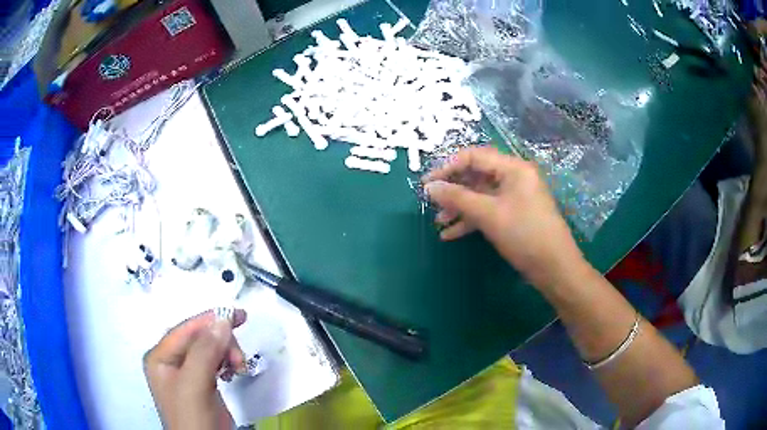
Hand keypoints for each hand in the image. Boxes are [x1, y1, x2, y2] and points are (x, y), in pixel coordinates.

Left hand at [144, 309, 246, 429]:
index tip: (237, 316)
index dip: (210, 320)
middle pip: (198, 338)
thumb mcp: (194, 385)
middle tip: (239, 358)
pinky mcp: (201, 384)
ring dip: (226, 353)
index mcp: (160, 357)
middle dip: (221, 343)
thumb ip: (204, 352)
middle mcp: (170, 362)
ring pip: (209, 349)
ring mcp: (186, 373)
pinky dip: (226, 362)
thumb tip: (222, 321)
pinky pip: (214, 363)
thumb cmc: (192, 418)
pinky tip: (232, 371)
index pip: (185, 330)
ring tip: (239, 367)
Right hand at [423, 146, 584, 288]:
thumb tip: (429, 187)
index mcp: (513, 168)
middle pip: (476, 176)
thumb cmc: (524, 235)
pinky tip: (451, 234)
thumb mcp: (489, 214)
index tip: (427, 183)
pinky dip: (471, 220)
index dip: (448, 167)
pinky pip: (488, 210)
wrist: (554, 267)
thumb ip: (457, 198)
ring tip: (439, 222)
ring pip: (480, 196)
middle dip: (453, 190)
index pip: (474, 157)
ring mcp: (514, 198)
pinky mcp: (514, 215)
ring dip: (459, 207)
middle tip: (431, 202)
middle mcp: (514, 178)